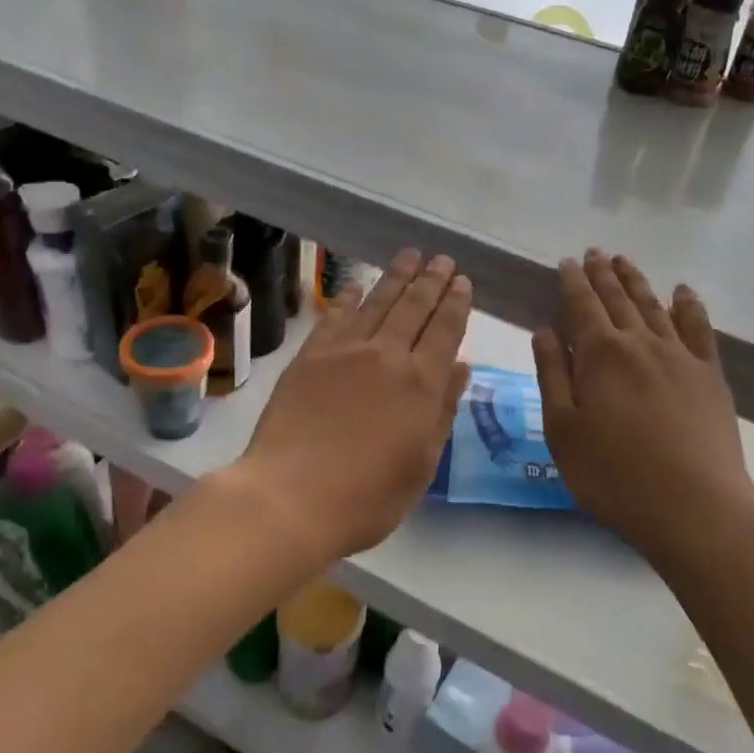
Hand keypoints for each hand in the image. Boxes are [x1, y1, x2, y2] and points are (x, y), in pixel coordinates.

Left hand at [235, 250, 471, 560]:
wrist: (290, 497)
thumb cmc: (367, 496)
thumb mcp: (421, 464)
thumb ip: (443, 410)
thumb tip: (460, 366)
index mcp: (421, 384)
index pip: (445, 330)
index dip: (456, 303)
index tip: (463, 281)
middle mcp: (386, 356)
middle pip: (414, 307)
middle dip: (431, 280)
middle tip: (443, 259)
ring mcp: (344, 352)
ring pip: (377, 303)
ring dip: (396, 277)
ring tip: (411, 255)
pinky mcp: (309, 357)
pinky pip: (334, 317)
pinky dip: (348, 297)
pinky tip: (356, 285)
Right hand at [533, 250, 753, 563]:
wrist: (695, 507)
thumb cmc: (614, 476)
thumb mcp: (563, 431)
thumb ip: (552, 375)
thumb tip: (545, 331)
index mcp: (600, 355)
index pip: (582, 305)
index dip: (573, 282)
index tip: (567, 262)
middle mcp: (640, 343)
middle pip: (618, 299)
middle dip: (602, 274)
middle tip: (594, 253)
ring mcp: (680, 356)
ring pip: (654, 306)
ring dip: (637, 281)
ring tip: (624, 261)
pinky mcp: (709, 375)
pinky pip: (698, 328)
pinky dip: (689, 306)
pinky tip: (683, 292)